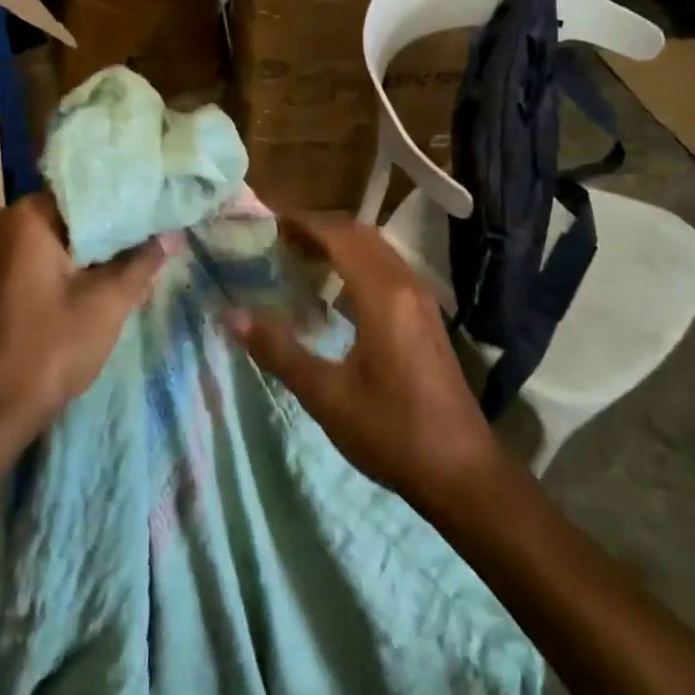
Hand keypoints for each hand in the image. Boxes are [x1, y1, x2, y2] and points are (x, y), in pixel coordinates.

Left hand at [0, 193, 175, 445]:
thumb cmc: (53, 346)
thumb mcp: (108, 301)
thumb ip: (143, 261)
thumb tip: (173, 234)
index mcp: (27, 216)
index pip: (88, 191)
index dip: (128, 200)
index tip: (161, 205)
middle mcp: (6, 222)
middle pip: (74, 214)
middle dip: (115, 225)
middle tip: (158, 227)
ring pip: (62, 237)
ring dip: (97, 247)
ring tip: (143, 247)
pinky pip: (46, 256)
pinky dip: (75, 263)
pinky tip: (109, 272)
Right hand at [224, 216, 500, 514]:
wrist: (461, 471)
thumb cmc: (391, 431)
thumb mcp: (326, 395)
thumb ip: (279, 350)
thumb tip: (233, 315)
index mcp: (383, 295)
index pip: (339, 237)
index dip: (304, 224)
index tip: (268, 224)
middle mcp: (406, 285)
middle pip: (361, 235)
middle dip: (320, 230)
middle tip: (279, 241)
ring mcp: (422, 301)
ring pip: (378, 251)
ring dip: (341, 245)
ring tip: (302, 258)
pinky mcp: (427, 319)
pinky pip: (389, 270)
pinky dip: (359, 264)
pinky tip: (337, 292)